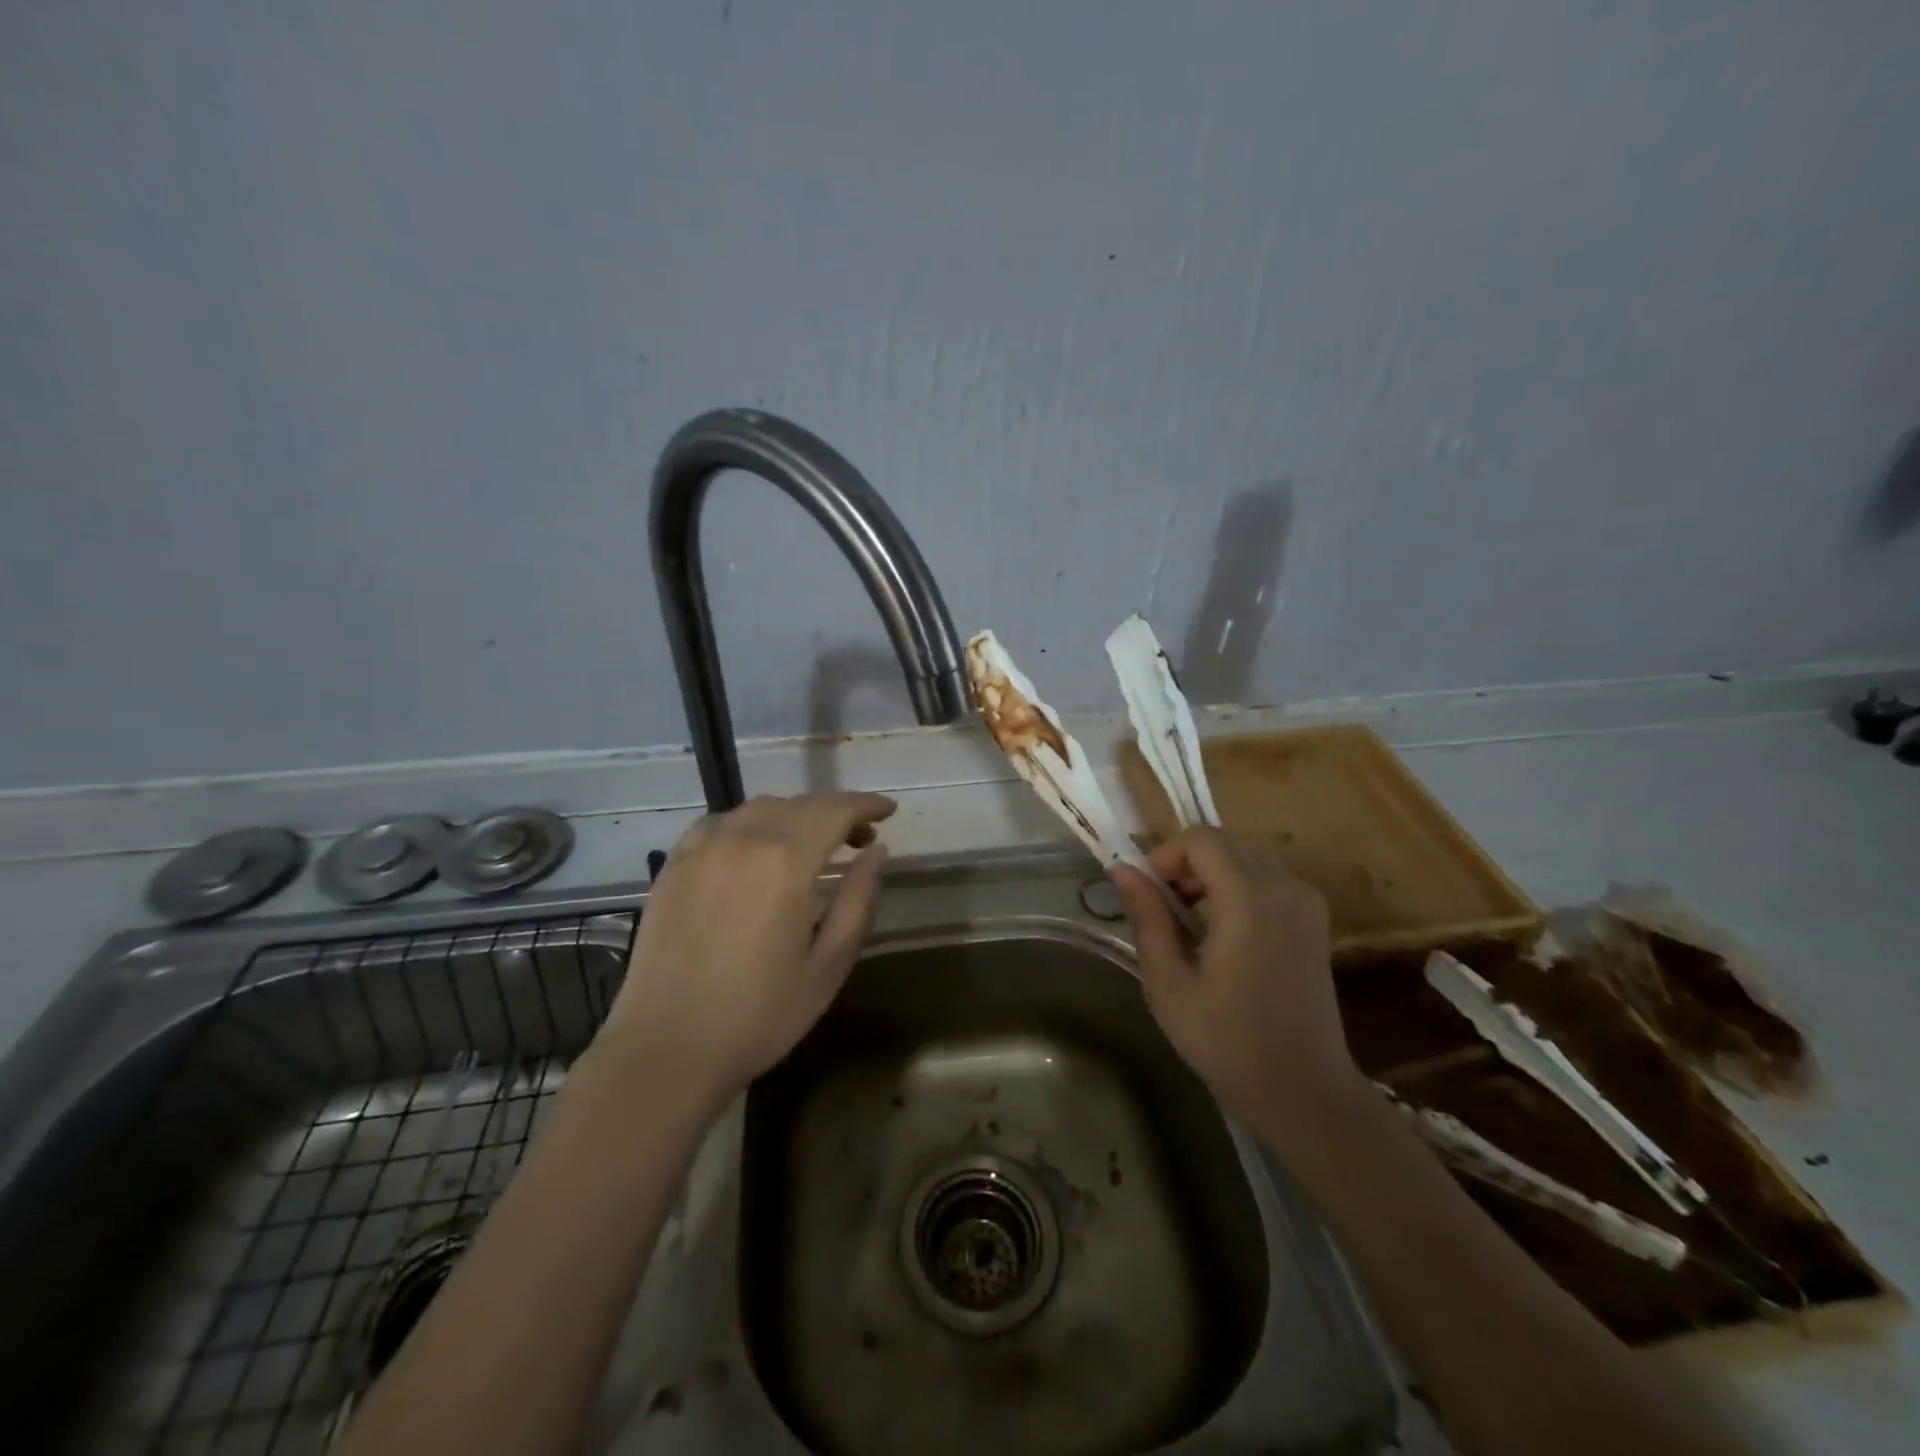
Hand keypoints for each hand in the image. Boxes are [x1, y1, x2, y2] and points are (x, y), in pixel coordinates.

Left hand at [601, 792, 896, 1096]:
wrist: (666, 1050)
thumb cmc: (760, 1015)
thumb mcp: (829, 964)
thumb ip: (859, 900)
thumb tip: (877, 852)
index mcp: (785, 862)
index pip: (835, 810)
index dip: (866, 805)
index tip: (888, 811)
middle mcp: (742, 839)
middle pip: (799, 804)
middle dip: (836, 811)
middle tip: (859, 838)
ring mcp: (701, 849)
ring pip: (758, 809)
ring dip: (794, 816)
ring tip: (810, 845)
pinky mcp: (672, 866)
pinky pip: (719, 824)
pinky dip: (749, 825)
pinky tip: (754, 851)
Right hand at [1111, 829, 1365, 1158]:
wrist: (1303, 1090)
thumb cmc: (1226, 1041)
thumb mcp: (1169, 982)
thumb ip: (1147, 916)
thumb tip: (1122, 868)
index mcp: (1250, 900)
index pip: (1201, 839)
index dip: (1165, 855)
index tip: (1146, 894)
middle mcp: (1285, 887)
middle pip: (1224, 842)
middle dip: (1185, 862)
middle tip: (1162, 908)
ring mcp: (1306, 901)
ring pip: (1245, 856)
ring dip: (1210, 873)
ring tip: (1188, 922)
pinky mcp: (1314, 918)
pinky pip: (1266, 877)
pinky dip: (1236, 886)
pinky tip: (1222, 930)